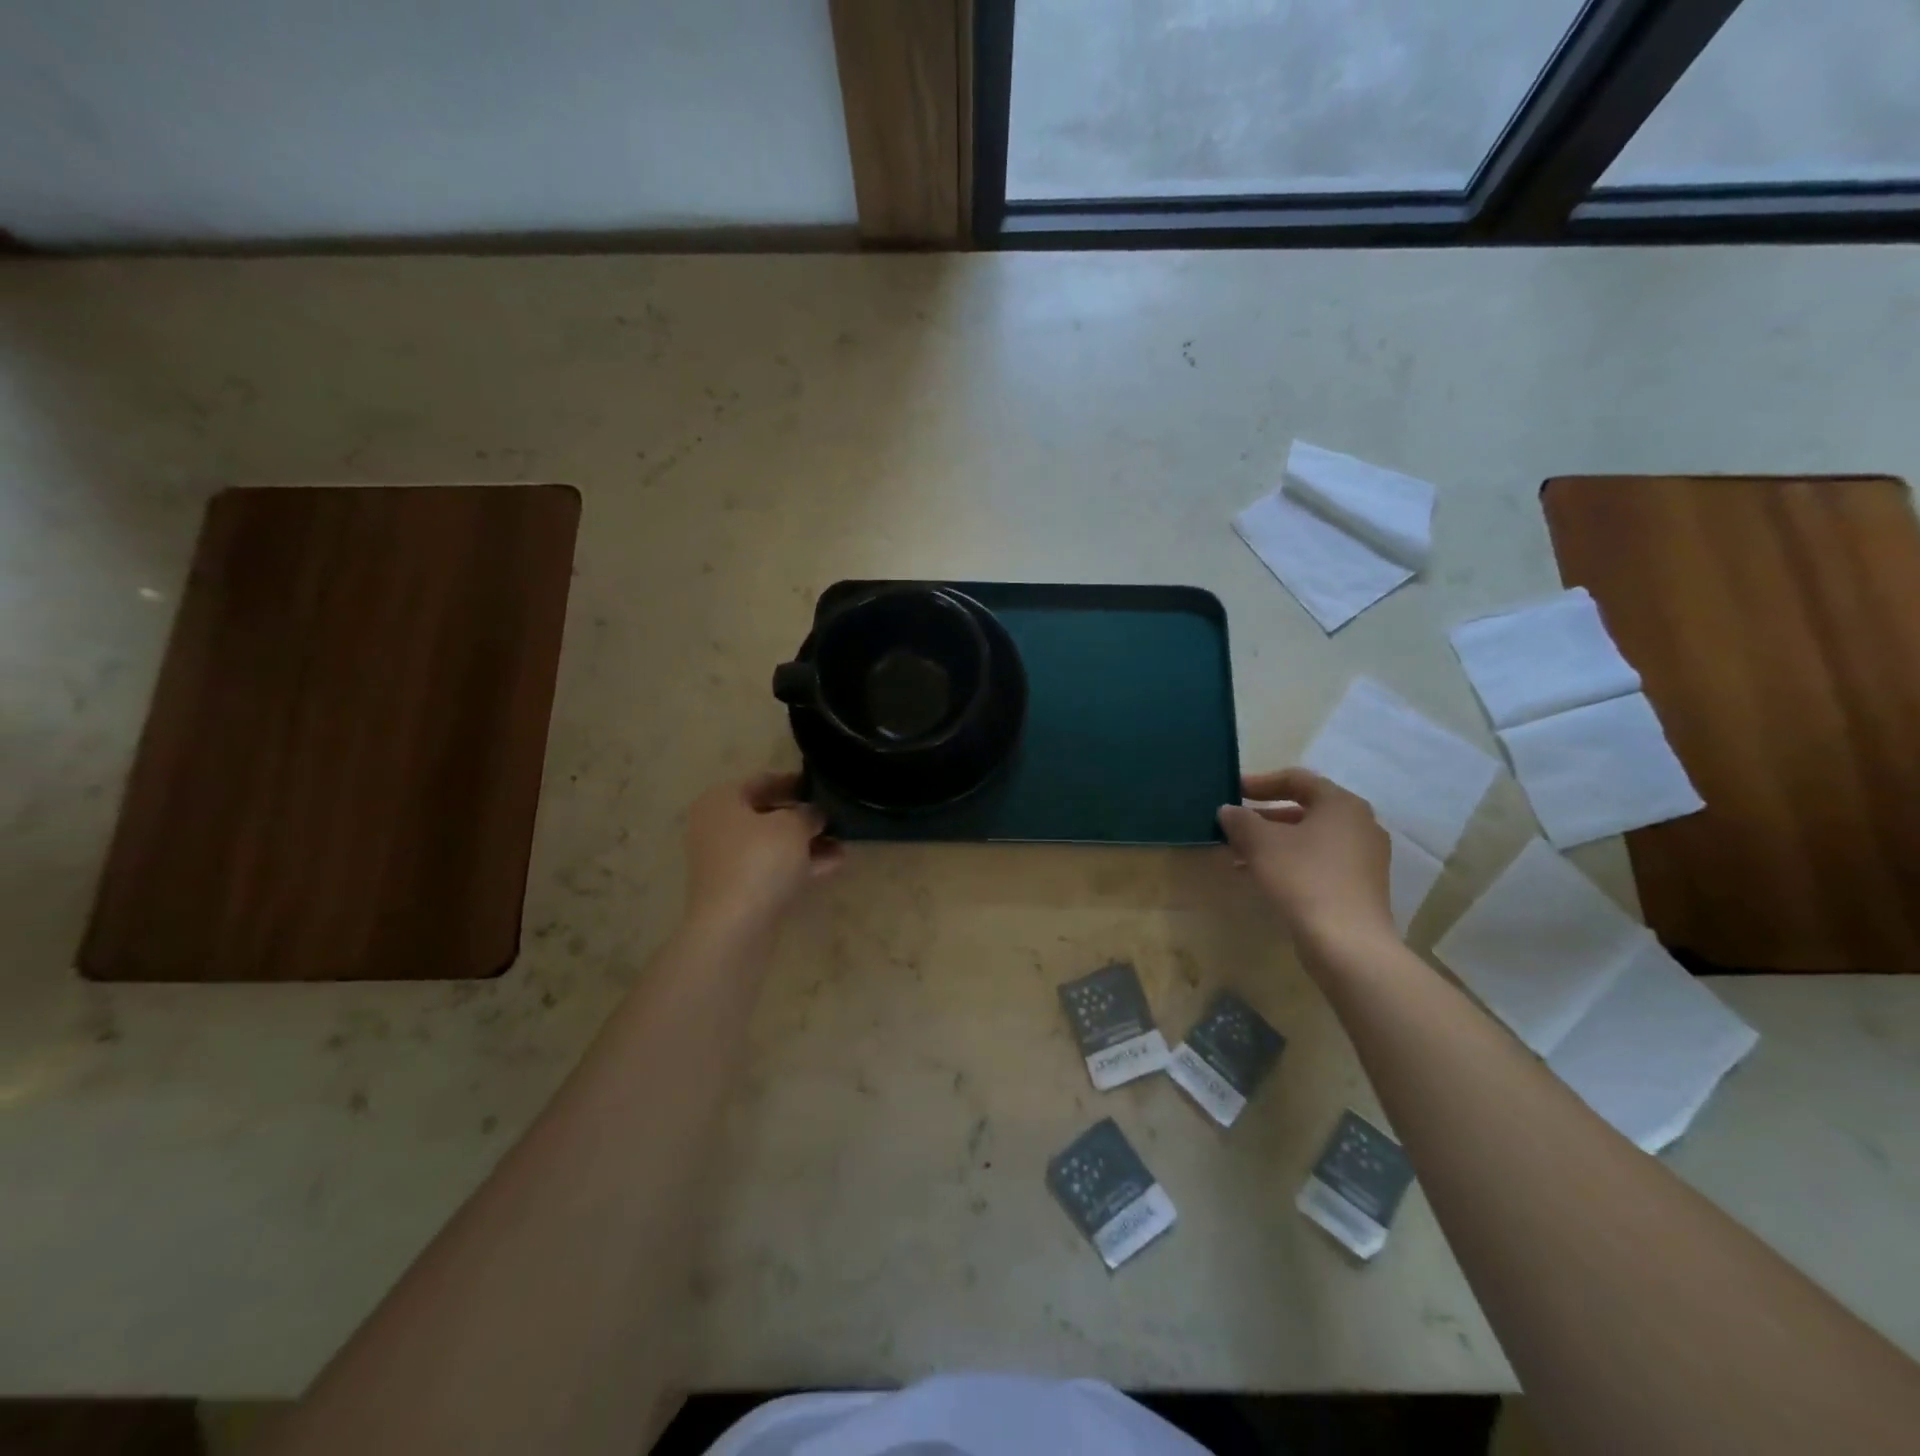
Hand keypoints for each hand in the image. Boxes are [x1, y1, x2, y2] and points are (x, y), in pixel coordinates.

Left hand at [682, 773, 841, 934]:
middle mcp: (716, 827)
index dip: (796, 782)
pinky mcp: (737, 890)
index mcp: (721, 801)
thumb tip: (815, 814)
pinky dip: (799, 865)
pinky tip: (832, 865)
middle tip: (835, 817)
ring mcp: (725, 861)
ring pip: (772, 844)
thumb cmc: (759, 861)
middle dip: (803, 817)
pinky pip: (772, 868)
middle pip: (767, 814)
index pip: (763, 780)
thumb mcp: (793, 826)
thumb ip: (808, 813)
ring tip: (842, 843)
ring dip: (806, 843)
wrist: (734, 926)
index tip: (824, 787)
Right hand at [1218, 768, 1394, 948]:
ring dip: (1274, 842)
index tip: (1233, 791)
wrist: (1347, 943)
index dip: (1260, 782)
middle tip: (1234, 825)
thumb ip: (1241, 820)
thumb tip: (1228, 811)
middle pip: (1305, 809)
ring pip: (1311, 838)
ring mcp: (1365, 857)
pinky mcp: (1362, 885)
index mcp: (1341, 804)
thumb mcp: (1261, 843)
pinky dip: (1292, 861)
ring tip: (1240, 855)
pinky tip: (1263, 876)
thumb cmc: (1303, 878)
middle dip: (1264, 817)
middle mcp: (1360, 824)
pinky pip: (1321, 861)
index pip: (1297, 779)